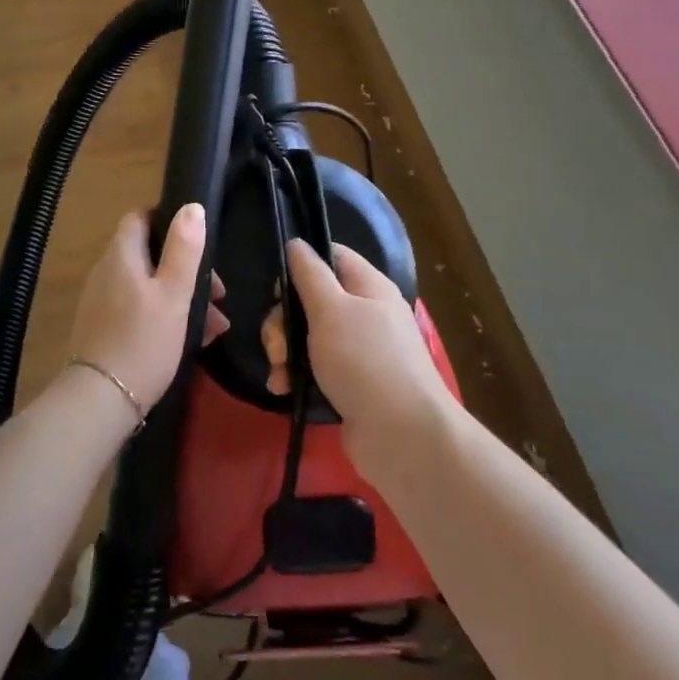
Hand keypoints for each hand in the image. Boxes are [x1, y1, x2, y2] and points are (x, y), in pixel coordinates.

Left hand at [66, 205, 224, 411]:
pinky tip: (196, 340)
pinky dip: (167, 317)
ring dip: (183, 298)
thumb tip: (191, 206)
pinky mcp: (106, 328)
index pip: (139, 218)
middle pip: (150, 255)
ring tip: (216, 325)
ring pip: (150, 286)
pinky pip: (141, 310)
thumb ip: (184, 250)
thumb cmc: (143, 340)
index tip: (197, 242)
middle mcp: (107, 272)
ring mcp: (104, 301)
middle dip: (187, 270)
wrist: (102, 399)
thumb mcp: (173, 294)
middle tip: (218, 294)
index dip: (168, 222)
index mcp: (121, 256)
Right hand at [285, 240, 457, 473]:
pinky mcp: (350, 384)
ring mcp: (359, 351)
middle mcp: (366, 314)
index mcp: (369, 287)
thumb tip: (296, 243)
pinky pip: (314, 368)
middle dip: (284, 321)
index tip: (278, 289)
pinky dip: (296, 375)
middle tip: (276, 345)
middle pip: (312, 300)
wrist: (402, 436)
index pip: (332, 257)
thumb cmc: (365, 361)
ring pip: (308, 336)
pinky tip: (283, 389)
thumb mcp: (331, 309)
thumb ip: (309, 274)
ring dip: (285, 351)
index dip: (302, 265)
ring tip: (279, 373)